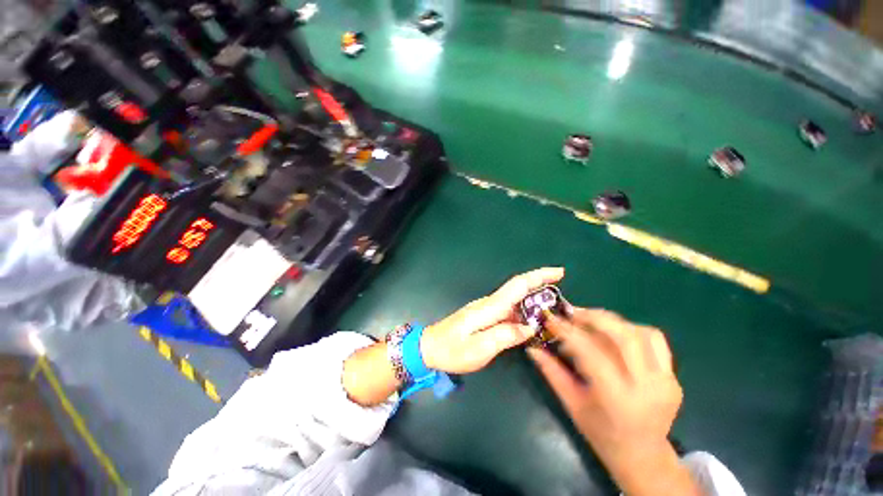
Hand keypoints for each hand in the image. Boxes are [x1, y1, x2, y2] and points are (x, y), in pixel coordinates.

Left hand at [420, 267, 563, 374]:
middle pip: (518, 288)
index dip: (538, 276)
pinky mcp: (484, 315)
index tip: (558, 272)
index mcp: (490, 307)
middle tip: (562, 293)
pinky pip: (508, 309)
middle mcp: (489, 303)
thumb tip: (528, 327)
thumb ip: (504, 336)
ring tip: (553, 310)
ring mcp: (486, 308)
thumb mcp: (479, 349)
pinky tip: (531, 321)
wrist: (430, 347)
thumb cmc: (452, 350)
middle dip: (540, 284)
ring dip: (533, 299)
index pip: (517, 286)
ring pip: (514, 299)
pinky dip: (523, 310)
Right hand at [528, 309, 699, 495]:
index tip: (551, 318)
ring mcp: (666, 381)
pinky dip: (632, 330)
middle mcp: (648, 387)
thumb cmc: (601, 434)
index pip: (591, 352)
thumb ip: (551, 372)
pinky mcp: (674, 377)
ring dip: (613, 322)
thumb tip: (531, 347)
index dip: (568, 331)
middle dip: (594, 318)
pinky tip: (614, 335)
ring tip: (590, 321)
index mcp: (618, 399)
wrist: (643, 456)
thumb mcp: (571, 404)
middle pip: (625, 336)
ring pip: (642, 333)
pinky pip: (655, 341)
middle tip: (572, 313)